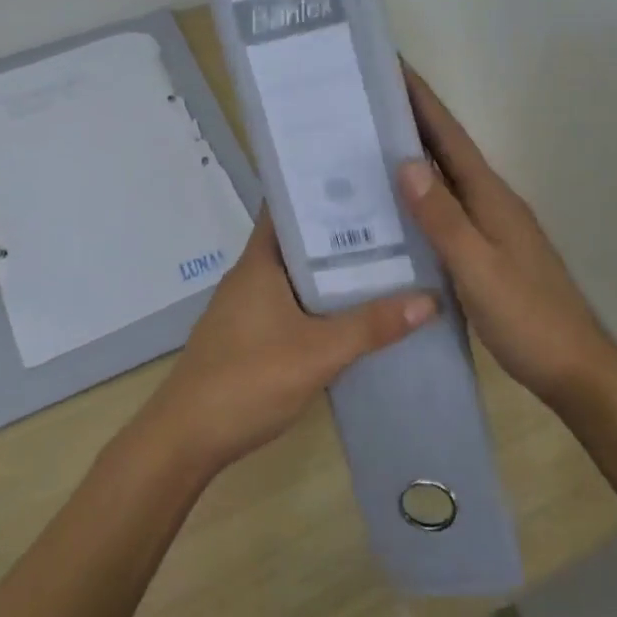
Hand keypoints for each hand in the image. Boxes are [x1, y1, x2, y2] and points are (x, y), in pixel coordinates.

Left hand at [140, 212, 436, 476]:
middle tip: (394, 218)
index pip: (287, 205)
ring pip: (297, 273)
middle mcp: (251, 274)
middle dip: (340, 230)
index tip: (365, 176)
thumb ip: (371, 326)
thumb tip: (431, 298)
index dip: (321, 187)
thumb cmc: (246, 380)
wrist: (186, 439)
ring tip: (386, 257)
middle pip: (299, 239)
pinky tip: (353, 310)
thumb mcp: (317, 352)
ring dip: (333, 267)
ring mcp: (248, 306)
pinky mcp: (250, 334)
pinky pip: (292, 302)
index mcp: (259, 261)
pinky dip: (321, 299)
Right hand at [396, 66, 616, 407]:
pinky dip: (422, 195)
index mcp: (491, 197)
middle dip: (411, 119)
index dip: (421, 99)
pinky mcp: (488, 250)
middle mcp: (492, 202)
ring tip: (370, 143)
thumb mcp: (478, 268)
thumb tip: (406, 162)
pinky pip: (447, 208)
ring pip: (446, 179)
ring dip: (415, 155)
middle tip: (366, 100)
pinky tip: (397, 208)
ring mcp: (492, 226)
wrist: (575, 369)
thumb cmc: (527, 317)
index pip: (450, 136)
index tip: (391, 64)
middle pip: (447, 150)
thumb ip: (443, 218)